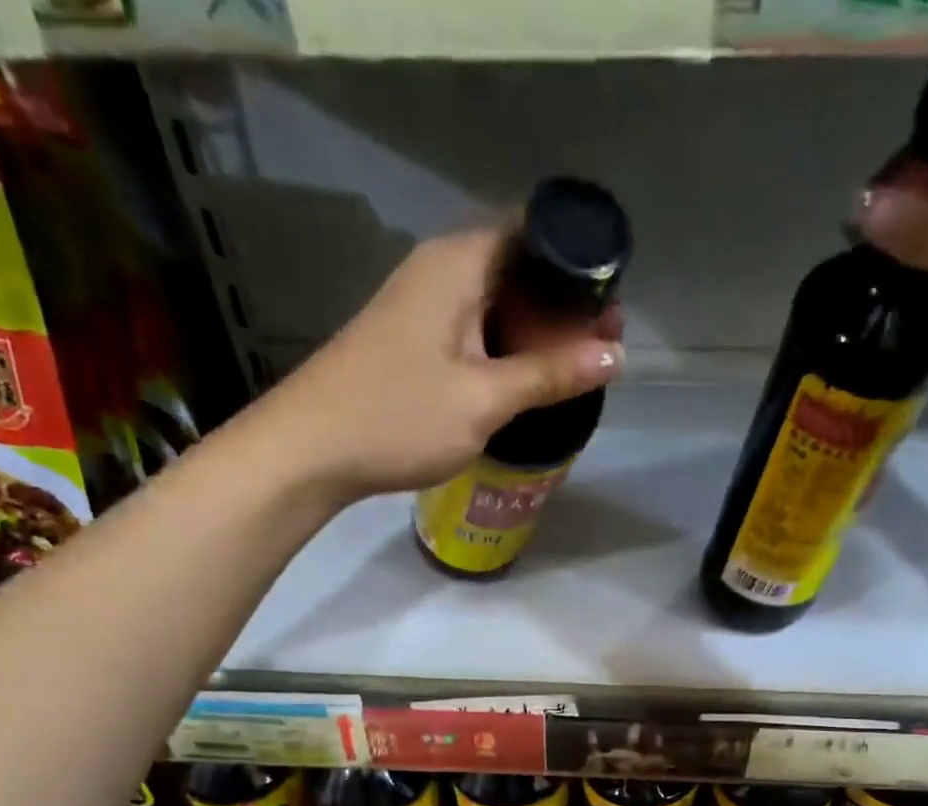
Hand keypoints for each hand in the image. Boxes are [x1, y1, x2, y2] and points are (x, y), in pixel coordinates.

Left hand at [255, 227, 623, 502]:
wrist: (311, 450)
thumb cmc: (398, 417)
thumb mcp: (485, 399)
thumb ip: (551, 374)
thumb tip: (616, 355)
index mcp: (459, 263)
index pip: (535, 233)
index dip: (578, 265)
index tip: (611, 306)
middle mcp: (440, 270)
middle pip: (519, 270)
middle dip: (563, 306)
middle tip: (603, 347)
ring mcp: (423, 305)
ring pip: (498, 305)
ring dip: (536, 333)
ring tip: (576, 369)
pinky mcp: (413, 339)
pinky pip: (476, 331)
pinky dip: (506, 350)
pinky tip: (527, 383)